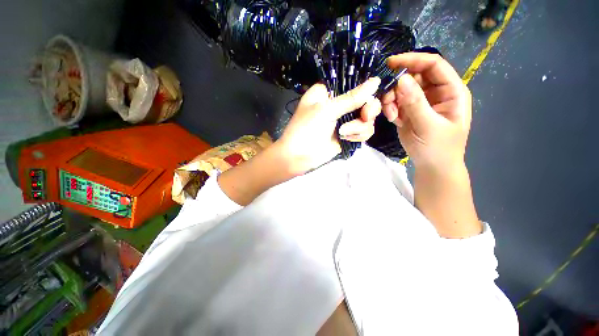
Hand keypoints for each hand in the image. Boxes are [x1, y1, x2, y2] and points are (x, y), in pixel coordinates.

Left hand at [277, 77, 381, 173]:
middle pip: (366, 100)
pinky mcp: (348, 134)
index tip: (370, 96)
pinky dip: (359, 135)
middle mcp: (338, 104)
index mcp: (329, 92)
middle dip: (368, 109)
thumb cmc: (306, 129)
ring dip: (359, 126)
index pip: (354, 83)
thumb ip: (351, 98)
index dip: (366, 88)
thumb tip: (376, 81)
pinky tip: (346, 139)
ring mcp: (344, 120)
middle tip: (365, 116)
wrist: (298, 157)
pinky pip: (364, 131)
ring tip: (344, 133)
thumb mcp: (326, 111)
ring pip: (367, 117)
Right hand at [381, 53, 471, 170]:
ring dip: (392, 99)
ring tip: (391, 114)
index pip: (433, 65)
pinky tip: (393, 119)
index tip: (391, 63)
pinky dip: (391, 108)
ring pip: (402, 90)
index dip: (413, 60)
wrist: (432, 166)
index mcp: (451, 91)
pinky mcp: (410, 112)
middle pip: (414, 76)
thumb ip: (415, 102)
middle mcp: (437, 92)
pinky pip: (397, 102)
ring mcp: (422, 102)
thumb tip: (401, 79)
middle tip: (386, 98)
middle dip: (398, 85)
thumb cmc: (437, 148)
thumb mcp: (428, 125)